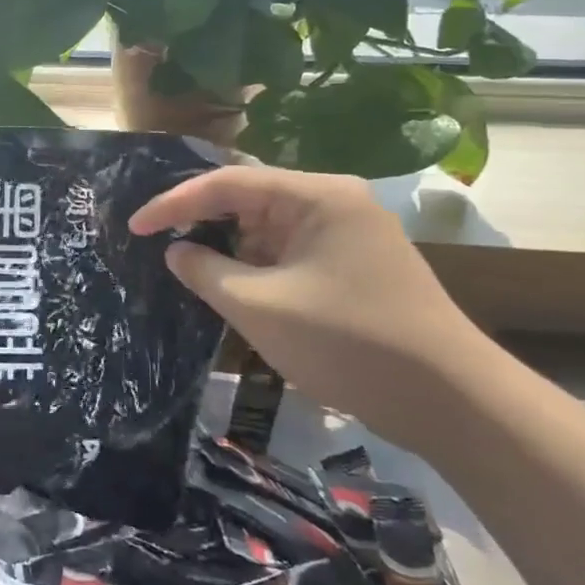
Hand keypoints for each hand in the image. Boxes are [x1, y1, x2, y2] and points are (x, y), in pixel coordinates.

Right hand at [129, 165, 497, 452]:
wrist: (450, 401)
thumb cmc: (347, 342)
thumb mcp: (258, 306)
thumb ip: (205, 271)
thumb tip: (176, 251)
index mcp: (316, 195)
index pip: (228, 183)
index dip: (174, 203)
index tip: (134, 227)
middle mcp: (335, 202)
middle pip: (250, 199)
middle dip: (201, 221)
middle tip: (156, 242)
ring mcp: (349, 234)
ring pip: (269, 228)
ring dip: (230, 248)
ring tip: (187, 267)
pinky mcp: (355, 265)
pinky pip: (290, 252)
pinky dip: (257, 267)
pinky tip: (232, 286)